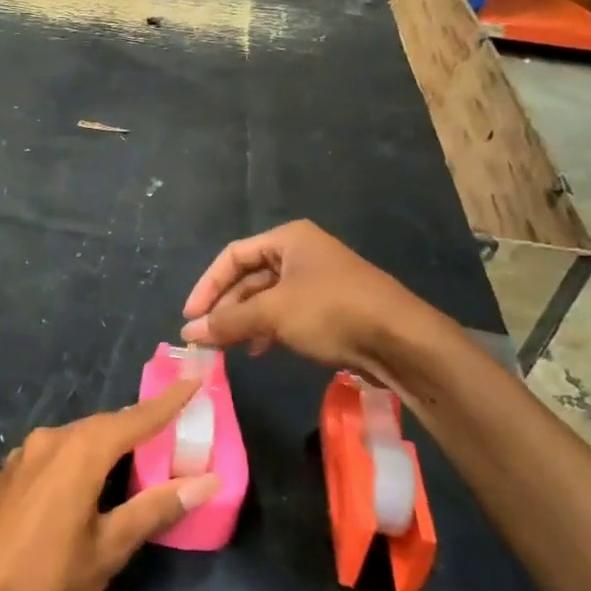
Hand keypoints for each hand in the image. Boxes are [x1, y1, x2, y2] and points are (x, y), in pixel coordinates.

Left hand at [0, 381, 219, 590]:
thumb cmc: (48, 579)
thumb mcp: (110, 547)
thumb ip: (157, 507)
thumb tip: (207, 481)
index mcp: (79, 451)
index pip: (135, 418)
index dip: (167, 402)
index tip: (192, 380)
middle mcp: (49, 440)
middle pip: (103, 426)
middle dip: (137, 427)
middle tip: (170, 432)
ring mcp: (22, 455)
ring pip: (75, 439)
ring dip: (105, 446)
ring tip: (132, 461)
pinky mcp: (6, 474)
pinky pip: (52, 454)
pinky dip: (77, 459)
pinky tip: (83, 484)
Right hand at [180, 220, 443, 382]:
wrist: (402, 341)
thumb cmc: (332, 312)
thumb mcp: (273, 314)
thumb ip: (228, 322)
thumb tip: (188, 333)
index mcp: (288, 239)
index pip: (232, 256)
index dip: (207, 286)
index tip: (191, 317)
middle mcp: (302, 253)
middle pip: (249, 278)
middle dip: (226, 308)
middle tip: (206, 338)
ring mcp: (318, 281)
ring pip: (267, 299)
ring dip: (244, 322)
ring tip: (228, 348)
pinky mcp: (331, 308)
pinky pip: (287, 314)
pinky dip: (268, 330)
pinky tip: (260, 350)